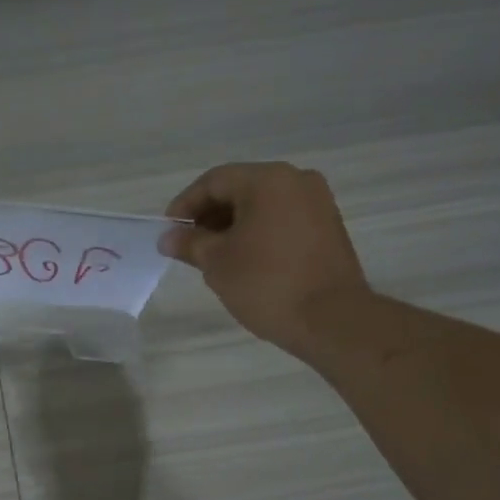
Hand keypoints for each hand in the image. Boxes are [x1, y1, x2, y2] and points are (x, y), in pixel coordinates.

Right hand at [160, 162, 369, 350]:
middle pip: (240, 188)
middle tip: (188, 246)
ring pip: (262, 205)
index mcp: (268, 180)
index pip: (214, 181)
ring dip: (232, 225)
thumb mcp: (217, 263)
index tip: (168, 233)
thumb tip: (168, 237)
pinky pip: (282, 219)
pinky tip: (244, 260)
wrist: (331, 319)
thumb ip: (189, 243)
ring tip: (213, 257)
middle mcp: (296, 180)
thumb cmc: (266, 284)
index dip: (185, 205)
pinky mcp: (328, 227)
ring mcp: (318, 202)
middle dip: (209, 215)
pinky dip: (258, 233)